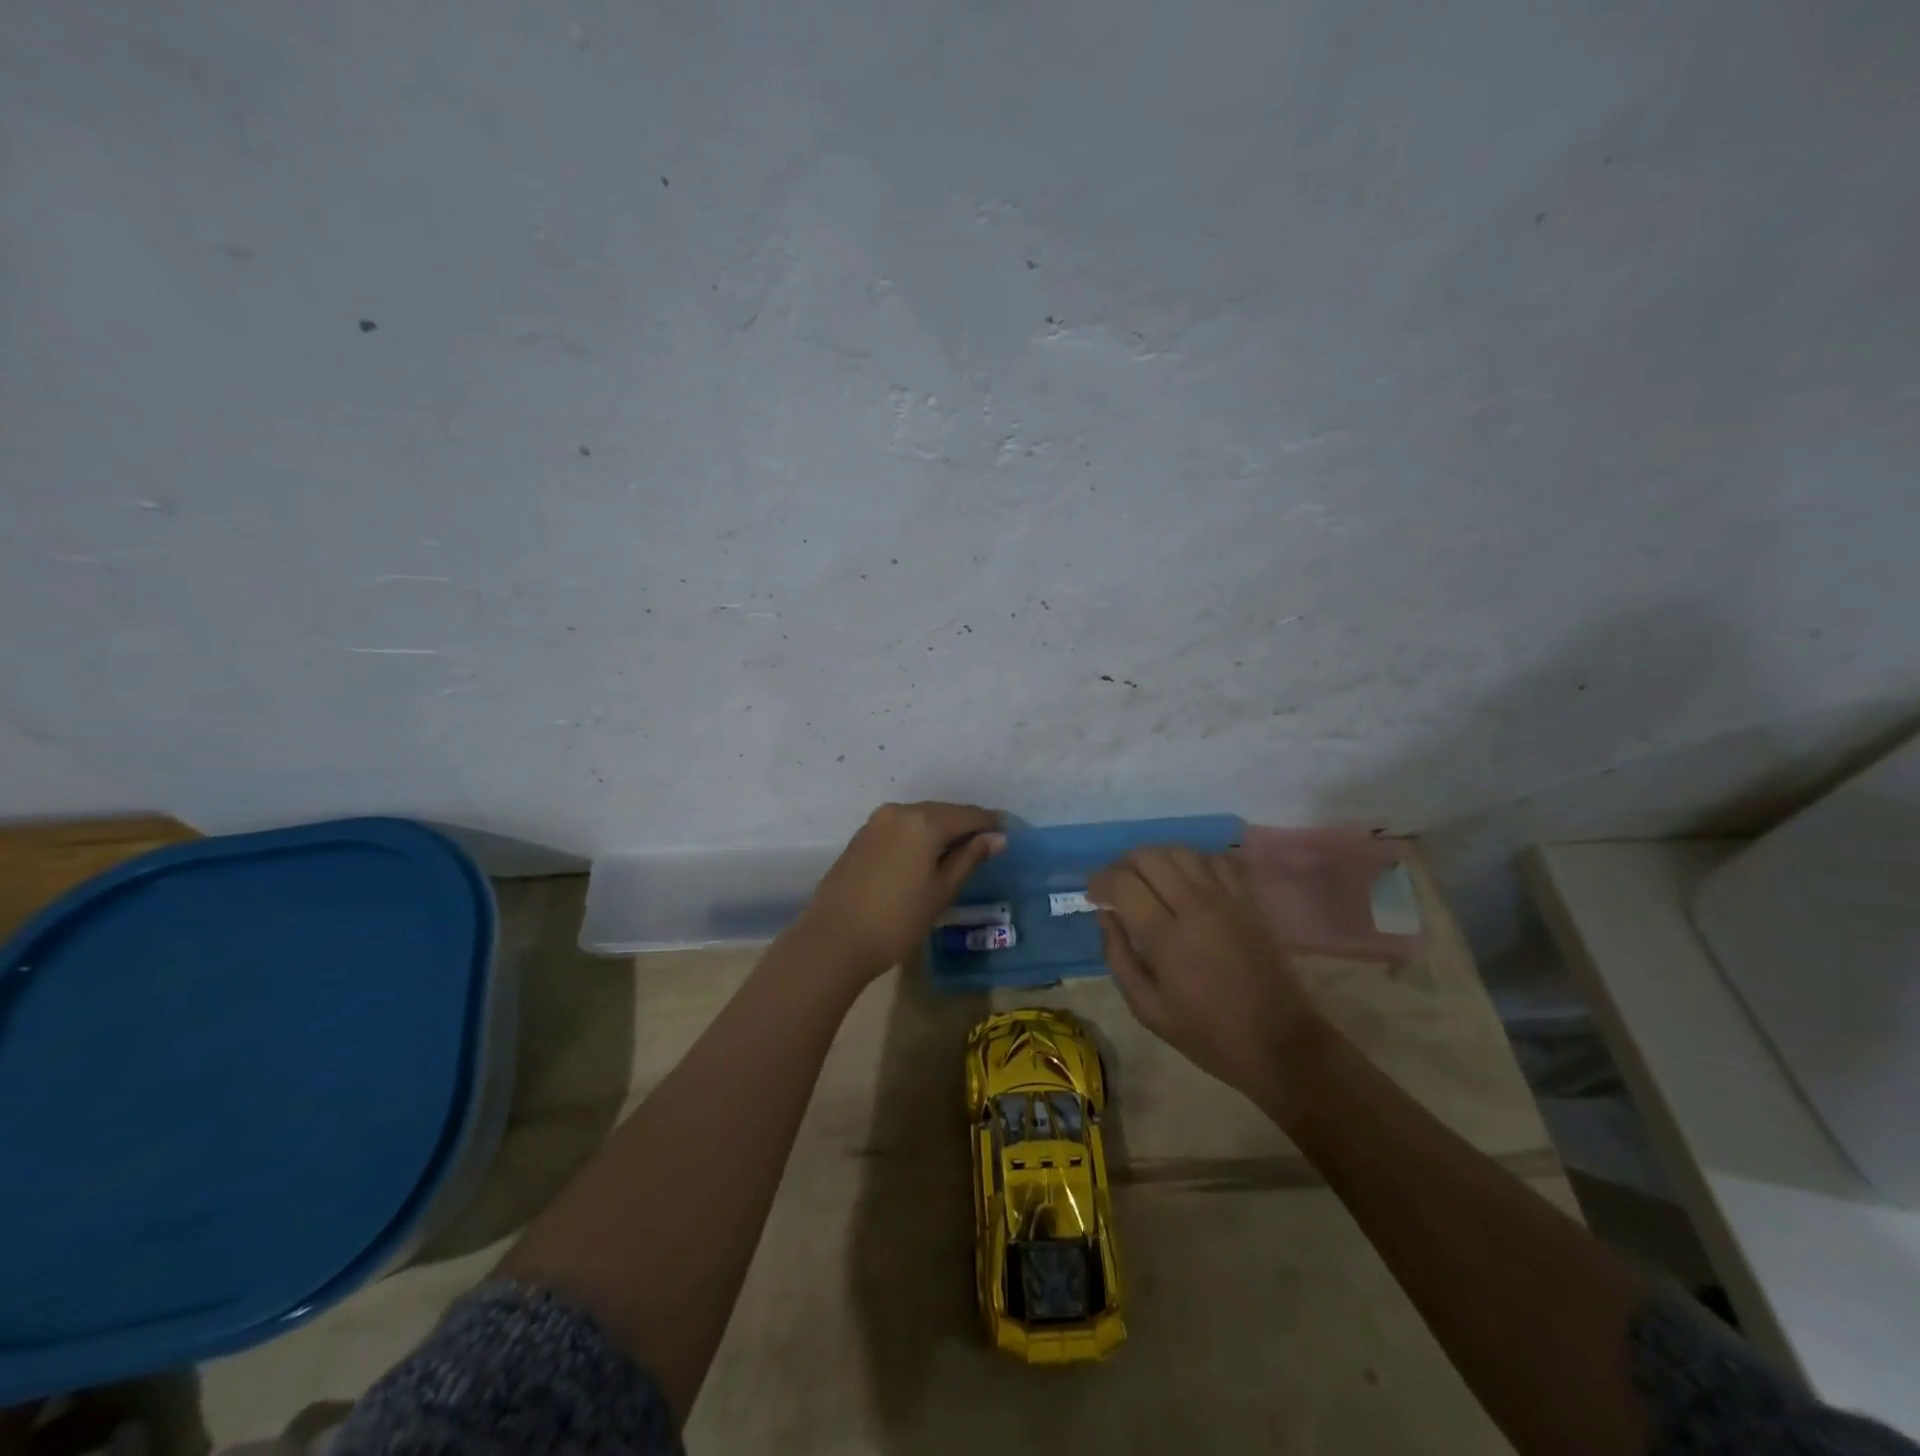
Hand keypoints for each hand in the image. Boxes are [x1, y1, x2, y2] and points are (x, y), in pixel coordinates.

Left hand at [796, 801, 1005, 982]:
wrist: (833, 940)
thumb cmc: (897, 920)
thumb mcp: (941, 891)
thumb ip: (969, 858)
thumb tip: (997, 837)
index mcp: (924, 821)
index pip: (968, 814)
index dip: (991, 823)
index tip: (1009, 833)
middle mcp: (900, 811)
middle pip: (943, 812)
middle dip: (966, 825)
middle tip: (987, 843)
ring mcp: (876, 822)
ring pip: (920, 818)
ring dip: (940, 830)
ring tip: (959, 851)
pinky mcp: (861, 837)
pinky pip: (900, 828)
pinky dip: (918, 836)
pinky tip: (925, 856)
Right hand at [1090, 847, 1326, 1110]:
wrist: (1278, 1043)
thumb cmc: (1206, 1033)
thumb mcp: (1147, 1008)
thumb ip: (1118, 957)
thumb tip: (1106, 916)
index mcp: (1166, 936)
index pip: (1122, 883)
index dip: (1100, 882)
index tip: (1093, 895)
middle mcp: (1195, 906)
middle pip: (1149, 856)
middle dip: (1123, 865)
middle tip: (1117, 887)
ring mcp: (1226, 899)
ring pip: (1181, 851)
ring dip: (1157, 859)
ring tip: (1149, 880)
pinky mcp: (1249, 900)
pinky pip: (1218, 859)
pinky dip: (1195, 861)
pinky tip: (1188, 881)